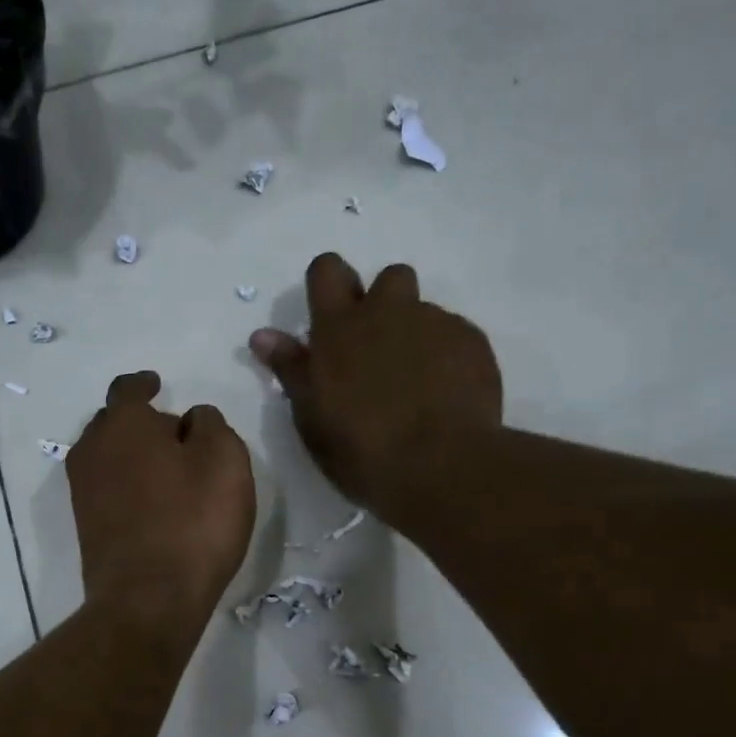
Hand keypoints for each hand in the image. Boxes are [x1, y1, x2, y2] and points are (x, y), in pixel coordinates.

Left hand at [68, 371, 256, 629]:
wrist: (148, 600)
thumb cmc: (193, 521)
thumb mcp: (225, 459)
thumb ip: (210, 424)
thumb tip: (191, 420)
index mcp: (123, 424)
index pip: (128, 388)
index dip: (145, 384)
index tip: (158, 385)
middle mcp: (92, 450)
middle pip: (114, 423)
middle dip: (142, 422)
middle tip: (176, 436)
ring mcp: (83, 491)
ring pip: (108, 456)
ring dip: (134, 455)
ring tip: (168, 471)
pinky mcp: (86, 526)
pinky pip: (107, 488)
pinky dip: (127, 484)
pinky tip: (153, 502)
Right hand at [249, 253, 501, 513]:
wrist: (440, 465)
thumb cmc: (361, 449)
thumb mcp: (311, 417)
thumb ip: (290, 369)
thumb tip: (262, 335)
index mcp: (340, 328)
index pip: (327, 270)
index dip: (328, 284)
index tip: (331, 315)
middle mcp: (388, 312)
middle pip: (388, 277)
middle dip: (384, 303)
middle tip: (379, 351)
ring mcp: (435, 323)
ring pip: (424, 311)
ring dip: (416, 333)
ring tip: (416, 381)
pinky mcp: (472, 342)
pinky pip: (455, 336)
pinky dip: (447, 357)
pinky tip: (446, 395)